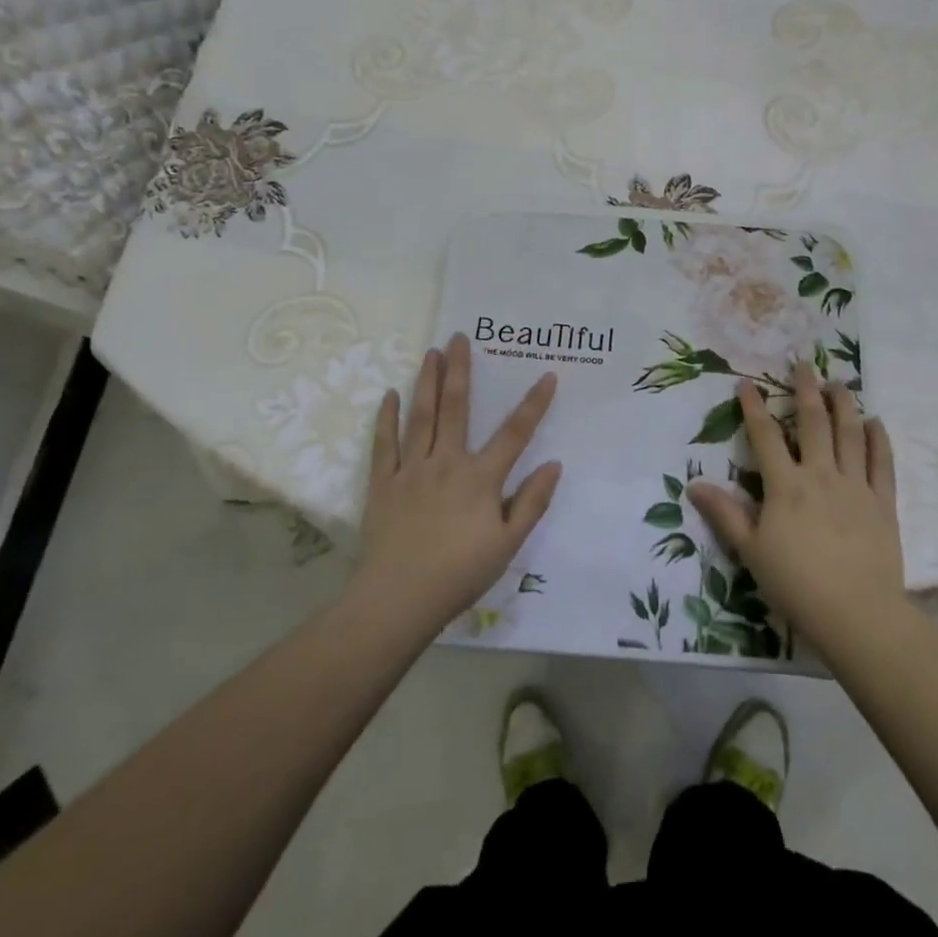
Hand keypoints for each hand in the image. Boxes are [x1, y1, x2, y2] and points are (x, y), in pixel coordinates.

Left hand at [348, 333, 561, 636]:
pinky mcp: (383, 484)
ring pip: (421, 417)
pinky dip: (387, 418)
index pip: (514, 433)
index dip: (533, 404)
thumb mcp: (508, 545)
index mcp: (480, 478)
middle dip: (460, 370)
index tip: (547, 375)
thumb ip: (532, 503)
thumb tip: (554, 464)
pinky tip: (390, 395)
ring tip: (431, 352)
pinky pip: (384, 444)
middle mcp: (446, 463)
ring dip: (427, 382)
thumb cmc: (459, 574)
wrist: (398, 599)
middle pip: (456, 409)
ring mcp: (411, 470)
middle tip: (460, 337)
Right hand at [689, 362, 904, 663]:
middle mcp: (821, 475)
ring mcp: (856, 486)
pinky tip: (875, 422)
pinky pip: (882, 463)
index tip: (747, 383)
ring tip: (839, 383)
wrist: (856, 613)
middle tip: (804, 364)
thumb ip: (725, 514)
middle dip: (806, 390)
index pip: (765, 436)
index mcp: (786, 485)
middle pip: (813, 423)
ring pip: (850, 434)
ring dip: (844, 404)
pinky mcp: (883, 502)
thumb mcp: (750, 551)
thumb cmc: (796, 584)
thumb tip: (693, 484)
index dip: (754, 408)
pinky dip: (878, 439)